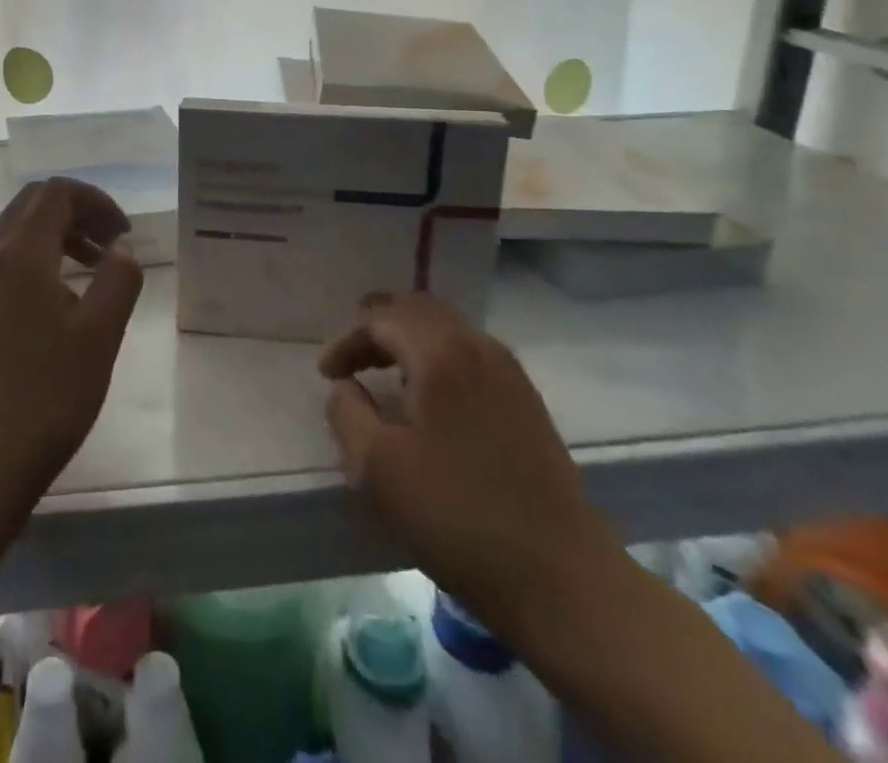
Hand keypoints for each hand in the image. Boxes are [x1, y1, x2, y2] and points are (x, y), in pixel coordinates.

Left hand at [0, 178, 144, 520]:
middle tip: (111, 243)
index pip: (56, 193)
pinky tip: (60, 302)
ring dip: (57, 235)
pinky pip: (4, 261)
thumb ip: (118, 280)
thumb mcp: (99, 337)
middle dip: (77, 212)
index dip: (96, 201)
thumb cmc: (44, 398)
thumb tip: (120, 250)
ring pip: (16, 233)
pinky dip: (37, 260)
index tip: (124, 233)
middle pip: (32, 204)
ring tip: (93, 270)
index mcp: (19, 254)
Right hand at [319, 292, 625, 651]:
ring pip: (448, 328)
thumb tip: (345, 388)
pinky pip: (470, 353)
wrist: (562, 579)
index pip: (381, 320)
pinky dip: (438, 357)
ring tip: (384, 370)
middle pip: (419, 309)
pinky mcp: (527, 402)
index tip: (325, 375)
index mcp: (441, 353)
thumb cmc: (458, 517)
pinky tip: (430, 397)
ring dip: (410, 339)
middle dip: (379, 325)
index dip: (347, 341)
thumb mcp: (376, 469)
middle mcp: (478, 346)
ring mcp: (509, 373)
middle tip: (352, 355)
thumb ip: (346, 414)